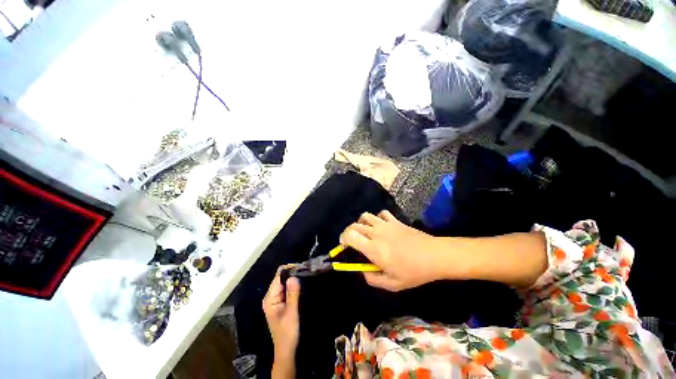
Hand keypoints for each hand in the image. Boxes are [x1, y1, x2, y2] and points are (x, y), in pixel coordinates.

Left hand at [263, 267, 300, 363]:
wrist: (286, 349)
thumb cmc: (287, 332)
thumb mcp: (291, 312)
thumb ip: (292, 294)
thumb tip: (293, 276)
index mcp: (270, 298)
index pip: (278, 276)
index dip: (289, 270)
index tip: (301, 267)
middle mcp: (271, 296)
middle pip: (281, 278)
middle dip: (292, 273)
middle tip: (306, 270)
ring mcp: (276, 299)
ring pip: (285, 283)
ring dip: (294, 279)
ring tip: (305, 275)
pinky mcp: (281, 302)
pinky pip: (287, 289)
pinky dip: (294, 286)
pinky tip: (301, 284)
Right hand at [340, 210, 442, 291]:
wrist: (435, 256)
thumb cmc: (414, 272)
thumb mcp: (392, 284)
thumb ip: (372, 279)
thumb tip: (363, 271)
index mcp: (373, 249)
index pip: (350, 236)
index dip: (343, 240)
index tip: (344, 247)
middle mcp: (376, 233)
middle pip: (354, 225)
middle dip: (348, 232)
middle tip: (352, 242)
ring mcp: (386, 224)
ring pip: (365, 216)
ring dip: (361, 223)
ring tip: (365, 233)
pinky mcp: (395, 220)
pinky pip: (381, 213)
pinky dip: (377, 218)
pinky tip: (381, 226)